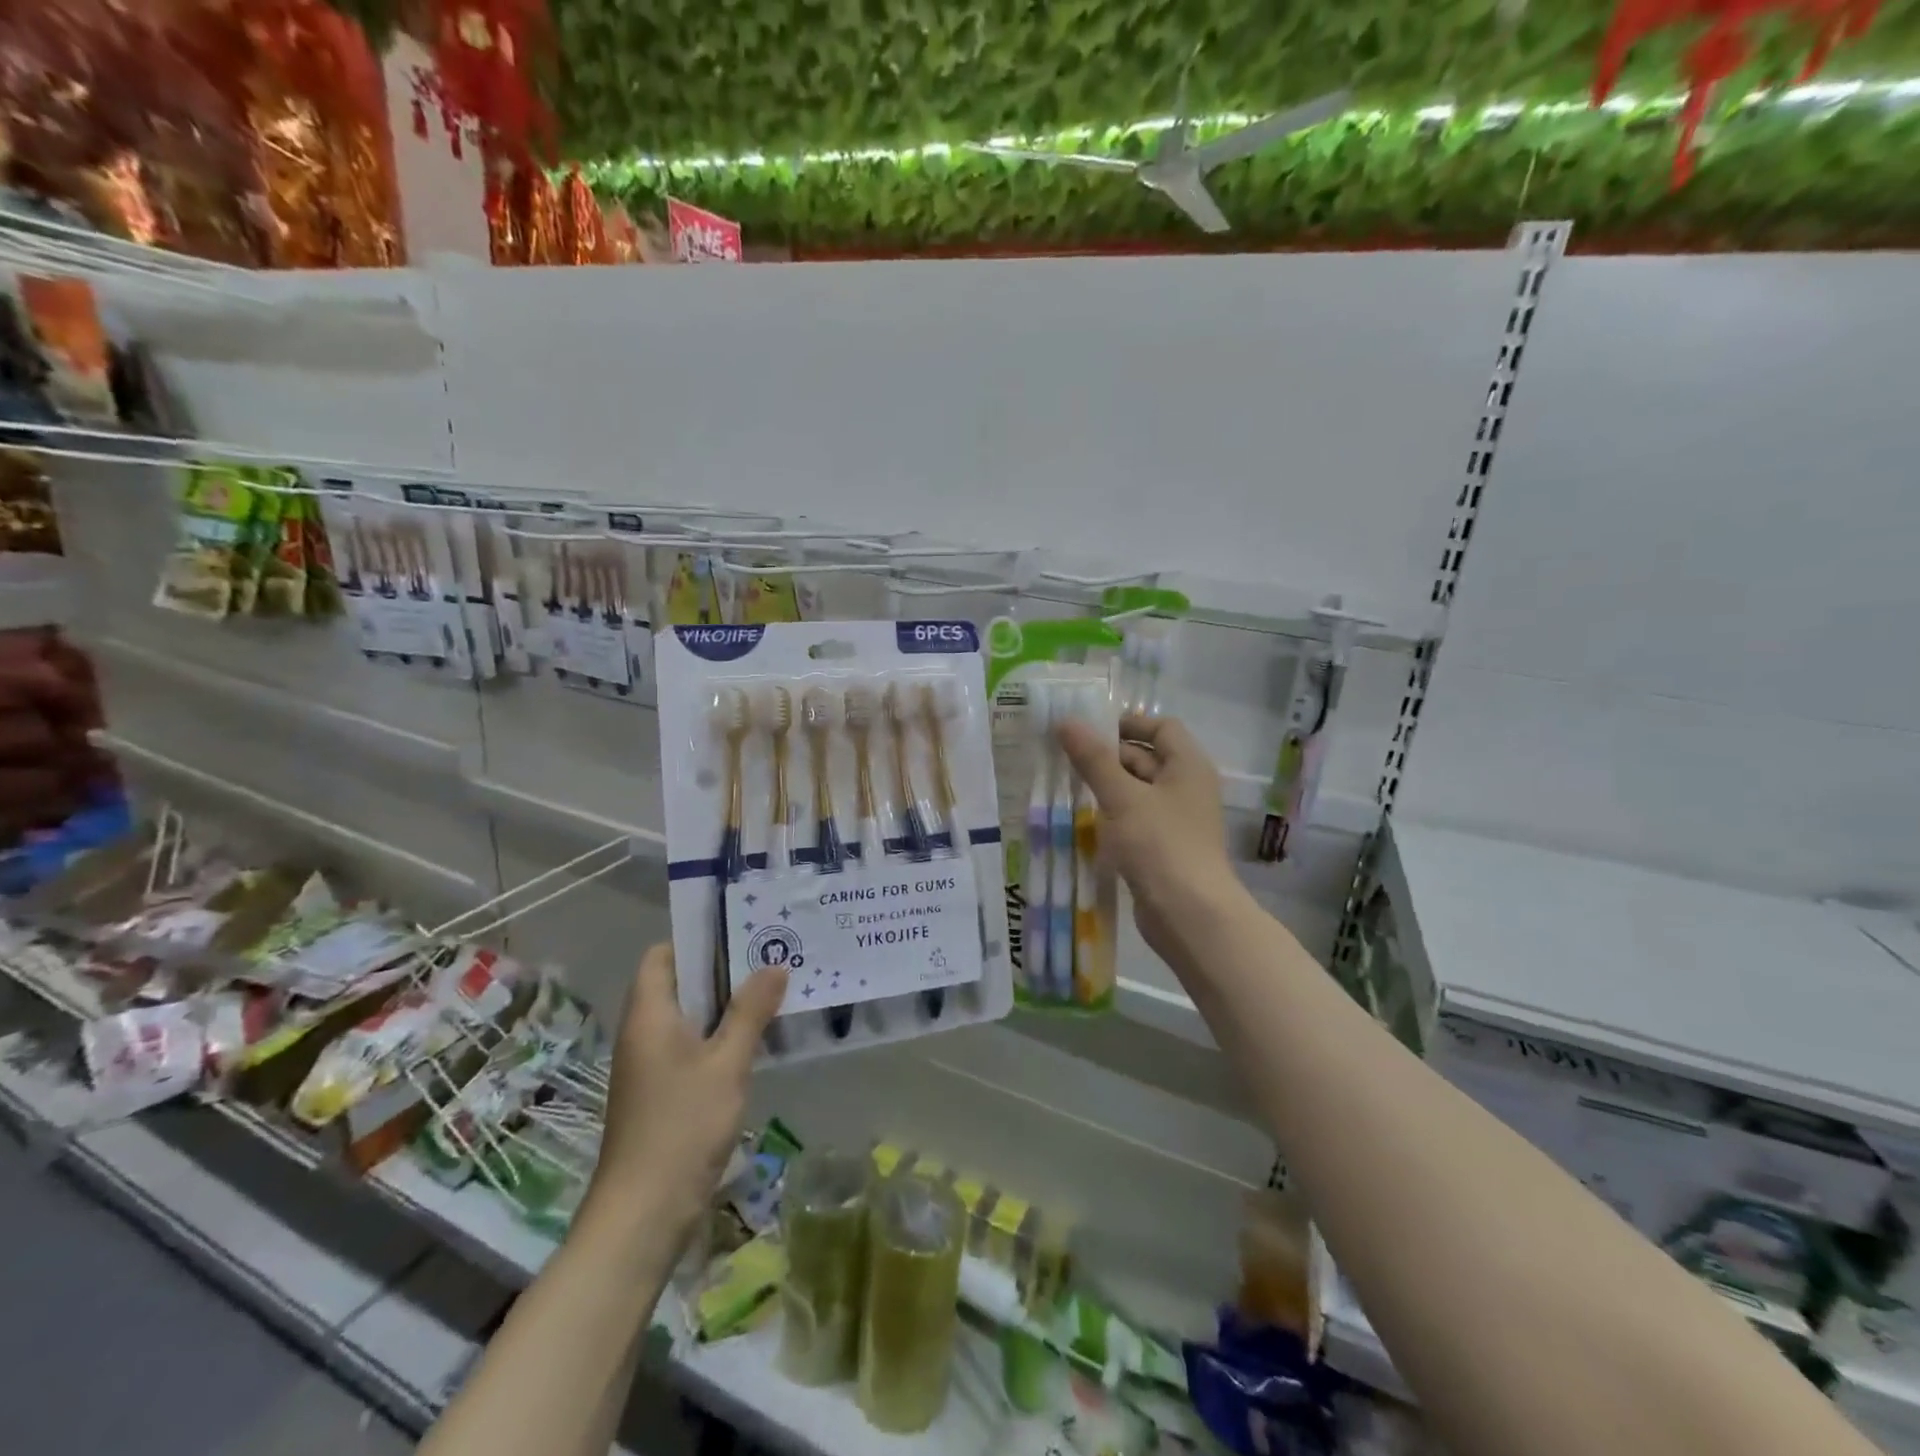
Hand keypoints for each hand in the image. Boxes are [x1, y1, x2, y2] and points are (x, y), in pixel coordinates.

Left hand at [586, 944, 786, 1237]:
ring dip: (725, 1002)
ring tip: (772, 988)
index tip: (741, 930)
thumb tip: (775, 964)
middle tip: (770, 954)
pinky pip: (691, 1044)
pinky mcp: (661, 1091)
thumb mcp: (726, 1063)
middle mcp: (643, 1032)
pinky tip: (756, 1037)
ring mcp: (650, 1064)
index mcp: (649, 1015)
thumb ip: (750, 1011)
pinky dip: (720, 1033)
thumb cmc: (682, 1127)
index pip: (662, 955)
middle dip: (722, 968)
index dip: (696, 939)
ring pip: (688, 1015)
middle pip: (678, 982)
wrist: (643, 1215)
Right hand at [1057, 714, 1238, 965]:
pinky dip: (1112, 814)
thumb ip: (1094, 759)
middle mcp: (1186, 787)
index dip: (1127, 723)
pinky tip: (1083, 820)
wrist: (1189, 915)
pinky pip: (1135, 818)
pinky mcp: (1163, 846)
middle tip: (1064, 757)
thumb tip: (1066, 721)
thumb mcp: (1122, 797)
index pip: (1161, 726)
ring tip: (1065, 785)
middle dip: (1107, 756)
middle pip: (1146, 757)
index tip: (1088, 731)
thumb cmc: (1160, 845)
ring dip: (1106, 786)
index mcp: (1187, 765)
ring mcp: (1176, 819)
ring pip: (1137, 790)